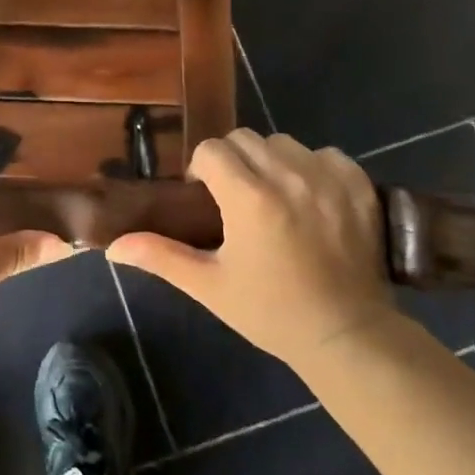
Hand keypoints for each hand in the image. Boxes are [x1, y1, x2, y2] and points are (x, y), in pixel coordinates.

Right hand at [107, 130, 399, 366]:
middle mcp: (289, 176)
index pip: (212, 149)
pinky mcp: (360, 186)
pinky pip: (325, 154)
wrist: (346, 335)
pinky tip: (310, 199)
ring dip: (270, 161)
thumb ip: (160, 256)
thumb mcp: (209, 286)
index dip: (201, 171)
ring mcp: (329, 178)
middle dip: (232, 161)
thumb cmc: (270, 311)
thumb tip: (113, 246)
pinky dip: (312, 167)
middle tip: (234, 200)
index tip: (205, 200)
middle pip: (245, 139)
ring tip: (273, 198)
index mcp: (250, 198)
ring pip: (284, 143)